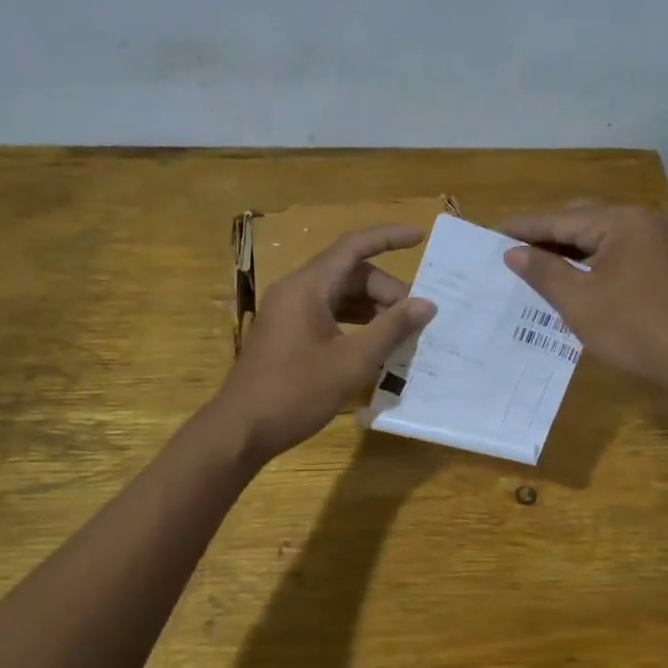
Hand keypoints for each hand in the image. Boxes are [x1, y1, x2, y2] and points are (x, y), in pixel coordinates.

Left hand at [213, 224, 437, 461]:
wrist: (241, 430)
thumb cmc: (296, 392)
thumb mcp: (352, 362)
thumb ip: (391, 329)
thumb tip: (426, 304)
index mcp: (307, 286)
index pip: (354, 246)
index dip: (389, 237)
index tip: (421, 237)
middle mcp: (296, 291)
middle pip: (350, 273)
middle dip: (386, 289)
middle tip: (415, 318)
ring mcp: (289, 313)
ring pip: (340, 295)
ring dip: (373, 308)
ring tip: (402, 332)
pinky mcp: (288, 334)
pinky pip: (329, 314)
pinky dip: (355, 323)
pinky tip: (375, 345)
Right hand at [499, 204, 667, 401]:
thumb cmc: (636, 329)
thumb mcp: (579, 302)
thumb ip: (544, 272)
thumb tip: (513, 252)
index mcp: (622, 222)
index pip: (561, 218)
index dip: (524, 227)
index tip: (490, 232)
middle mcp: (644, 222)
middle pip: (584, 220)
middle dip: (546, 233)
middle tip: (510, 246)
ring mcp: (662, 243)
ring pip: (603, 237)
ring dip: (569, 247)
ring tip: (536, 260)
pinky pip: (620, 252)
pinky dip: (592, 260)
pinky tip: (575, 275)